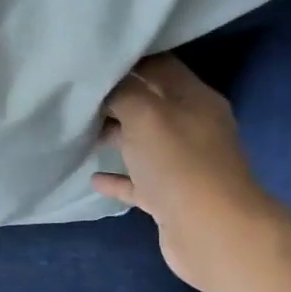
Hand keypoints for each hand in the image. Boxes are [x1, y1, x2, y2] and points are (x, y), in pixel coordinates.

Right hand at [91, 53, 287, 291]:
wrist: (212, 232)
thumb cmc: (178, 164)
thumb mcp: (146, 115)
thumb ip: (124, 92)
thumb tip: (107, 84)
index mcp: (194, 99)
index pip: (160, 66)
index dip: (128, 60)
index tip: (93, 60)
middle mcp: (192, 127)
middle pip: (150, 104)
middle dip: (116, 98)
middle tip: (78, 96)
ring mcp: (183, 165)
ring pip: (143, 143)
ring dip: (115, 137)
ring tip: (79, 133)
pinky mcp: (171, 197)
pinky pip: (140, 182)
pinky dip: (119, 178)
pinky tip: (93, 177)